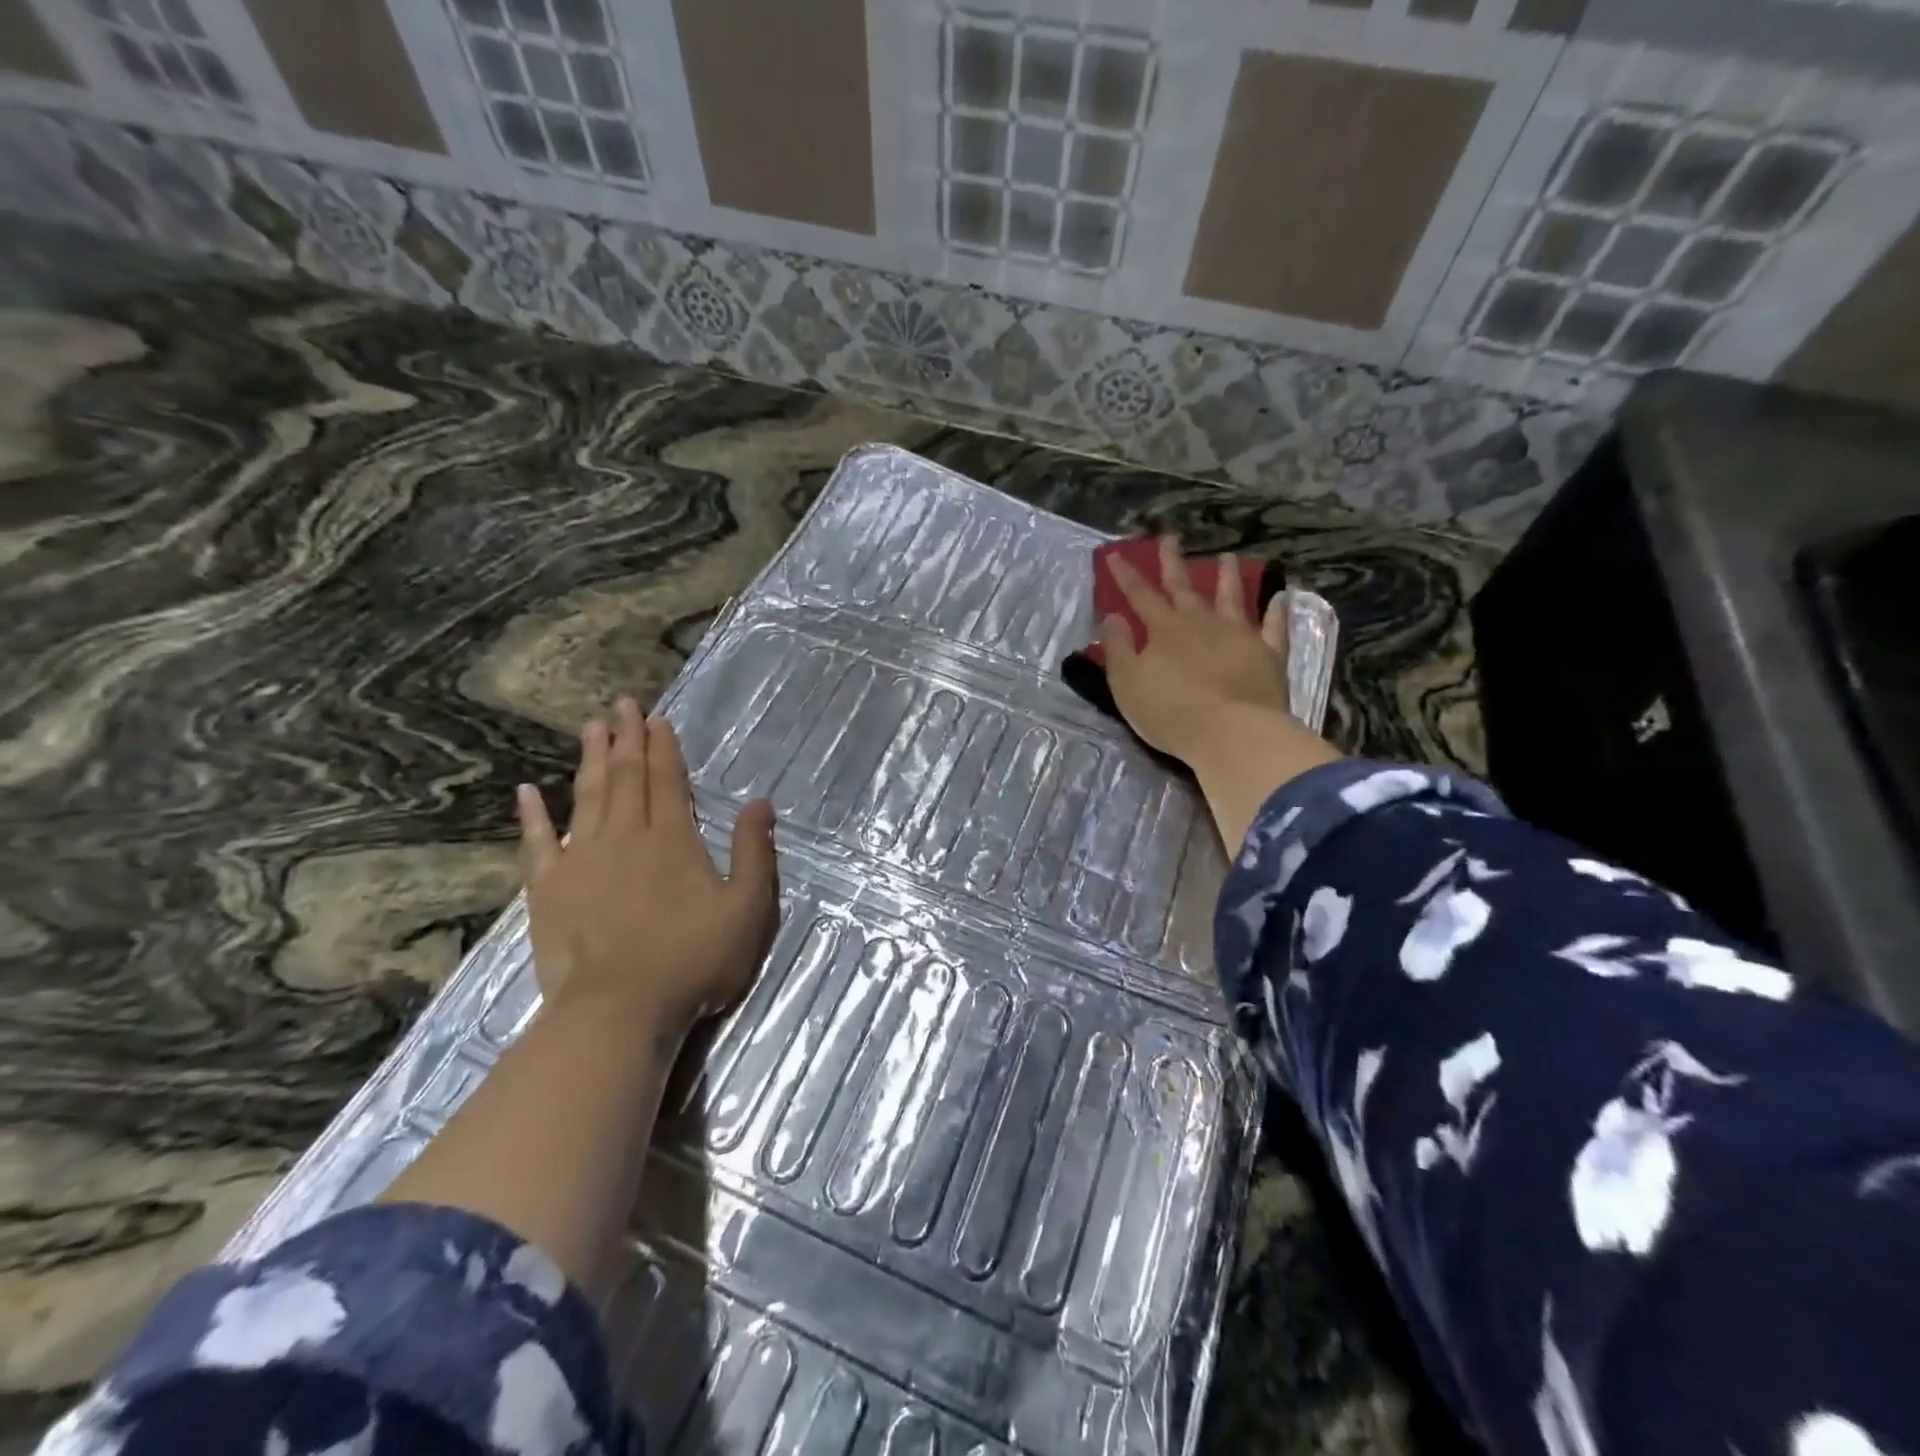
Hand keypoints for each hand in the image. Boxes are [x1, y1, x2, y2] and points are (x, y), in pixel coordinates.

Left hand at [516, 697, 778, 1035]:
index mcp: (673, 839)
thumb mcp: (749, 908)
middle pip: (626, 778)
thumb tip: (761, 802)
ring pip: (587, 798)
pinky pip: (537, 843)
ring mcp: (581, 861)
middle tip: (621, 705)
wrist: (619, 1011)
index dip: (663, 747)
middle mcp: (625, 837)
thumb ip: (755, 852)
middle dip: (627, 739)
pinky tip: (526, 793)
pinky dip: (532, 816)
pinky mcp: (548, 891)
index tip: (655, 717)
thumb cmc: (694, 960)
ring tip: (590, 729)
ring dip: (590, 762)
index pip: (668, 780)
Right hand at [1099, 537, 1292, 763]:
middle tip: (1170, 538)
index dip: (1126, 575)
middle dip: (1173, 562)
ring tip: (1228, 557)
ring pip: (1232, 597)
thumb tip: (1112, 617)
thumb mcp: (1127, 683)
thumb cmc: (1170, 712)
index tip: (1115, 554)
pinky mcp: (1268, 654)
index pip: (1140, 595)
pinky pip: (1273, 627)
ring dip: (1228, 577)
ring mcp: (1239, 635)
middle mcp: (1201, 623)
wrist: (1232, 733)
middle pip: (1185, 587)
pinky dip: (1276, 611)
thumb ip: (1118, 648)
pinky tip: (1280, 597)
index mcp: (1165, 629)